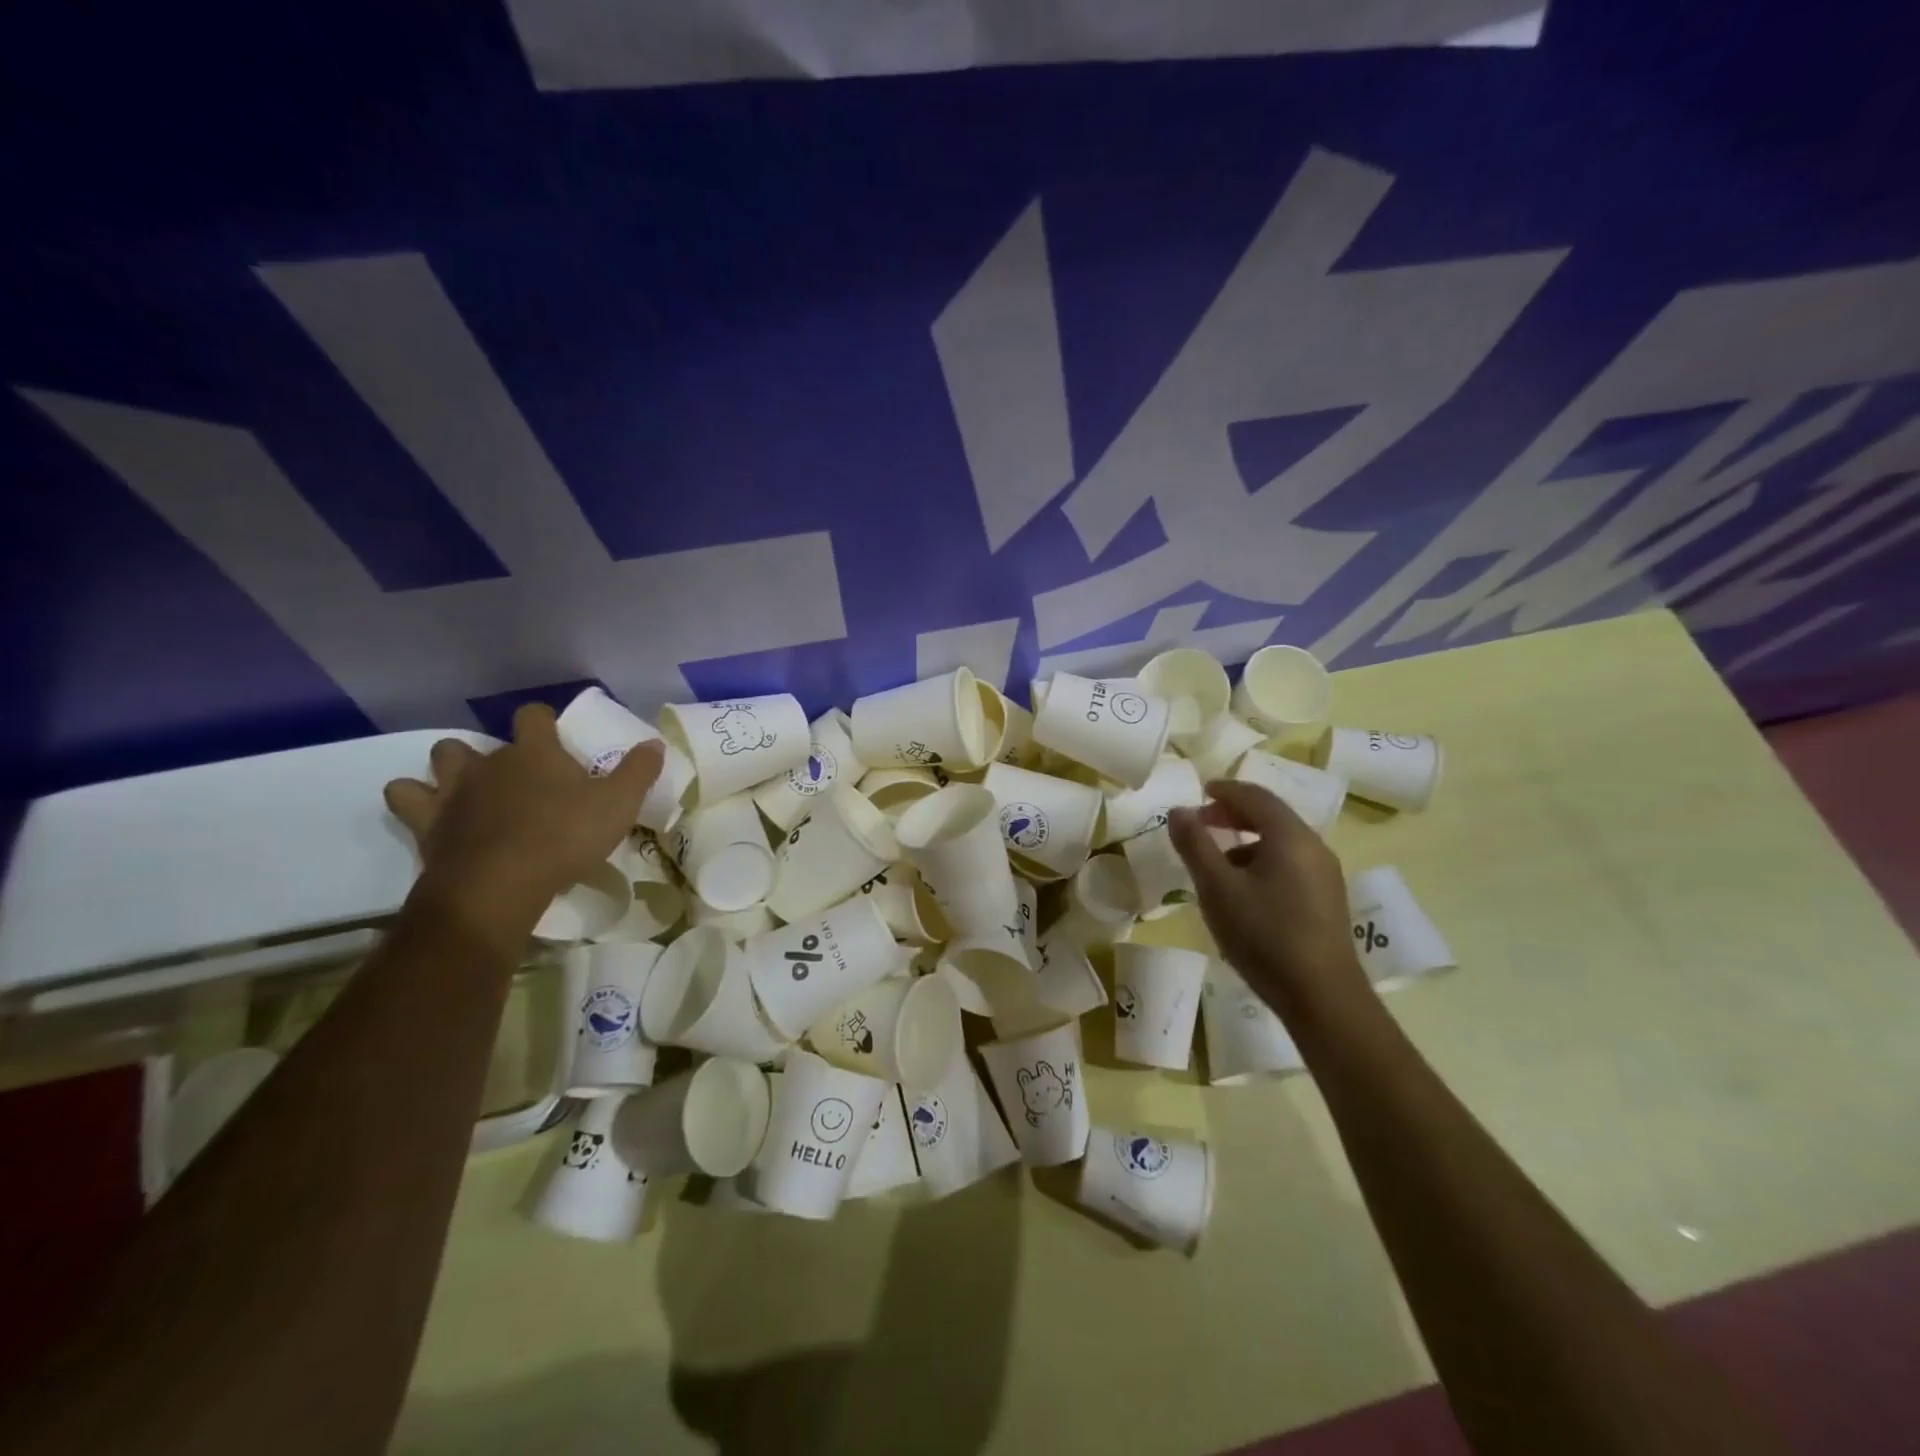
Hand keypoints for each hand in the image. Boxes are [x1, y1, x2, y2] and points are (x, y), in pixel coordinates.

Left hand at [383, 703, 663, 943]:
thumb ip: (638, 771)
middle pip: (478, 741)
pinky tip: (434, 816)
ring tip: (470, 791)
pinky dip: (416, 801)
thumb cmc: (565, 837)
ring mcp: (453, 792)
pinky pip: (405, 799)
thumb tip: (654, 743)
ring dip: (450, 770)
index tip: (556, 740)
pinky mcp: (426, 824)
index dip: (544, 722)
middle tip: (517, 781)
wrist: (498, 885)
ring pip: (440, 760)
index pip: (534, 716)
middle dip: (493, 754)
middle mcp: (489, 763)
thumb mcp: (619, 805)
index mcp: (535, 753)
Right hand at [1167, 780, 1369, 1021]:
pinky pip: (1290, 863)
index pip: (1255, 796)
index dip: (1224, 790)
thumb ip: (1195, 844)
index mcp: (1290, 836)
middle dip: (1233, 814)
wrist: (1322, 998)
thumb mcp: (1217, 888)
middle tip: (1201, 823)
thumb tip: (1178, 811)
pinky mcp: (1327, 900)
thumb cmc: (1264, 936)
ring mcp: (1325, 875)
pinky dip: (1262, 860)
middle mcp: (1313, 847)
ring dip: (1246, 840)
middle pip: (1271, 815)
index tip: (1199, 792)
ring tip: (1216, 862)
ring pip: (1281, 841)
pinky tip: (1243, 890)